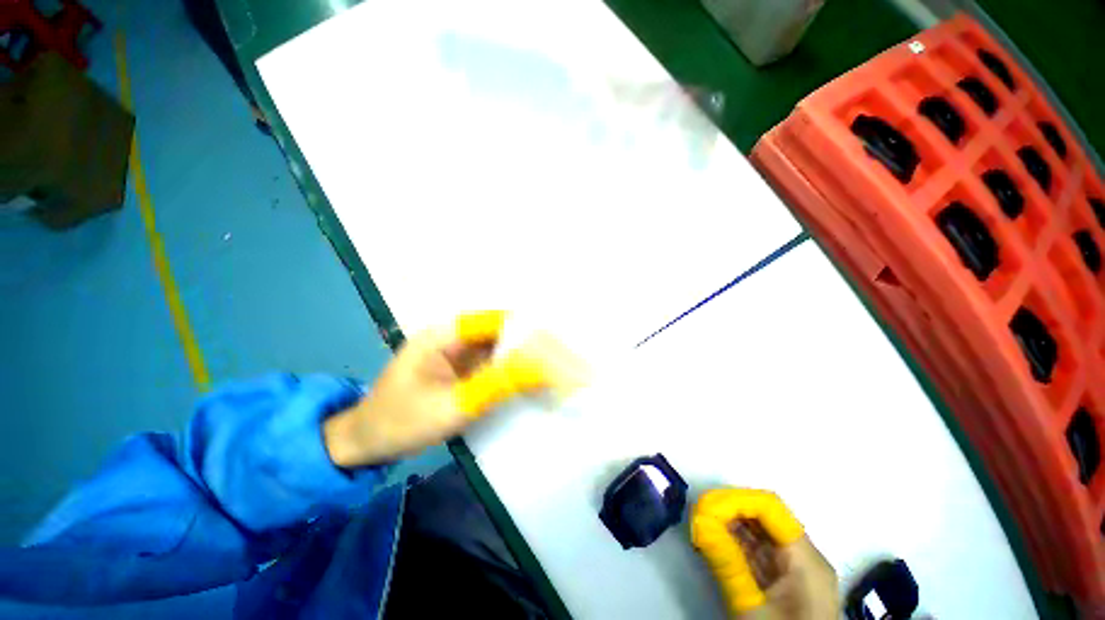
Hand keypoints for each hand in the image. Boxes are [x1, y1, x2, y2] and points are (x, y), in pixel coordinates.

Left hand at [324, 312, 586, 467]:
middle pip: (506, 333)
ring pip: (505, 348)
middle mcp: (457, 335)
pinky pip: (498, 364)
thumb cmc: (399, 422)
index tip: (562, 347)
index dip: (532, 331)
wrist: (366, 443)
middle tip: (569, 363)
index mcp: (447, 333)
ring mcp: (462, 352)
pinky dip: (519, 372)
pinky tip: (539, 382)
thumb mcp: (451, 405)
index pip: (500, 321)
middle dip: (537, 346)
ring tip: (562, 371)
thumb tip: (541, 367)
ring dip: (531, 359)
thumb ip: (497, 383)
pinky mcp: (466, 369)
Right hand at [692, 489, 838, 619]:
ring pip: (759, 533)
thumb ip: (727, 563)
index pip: (769, 507)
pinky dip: (735, 544)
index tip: (705, 505)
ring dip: (729, 526)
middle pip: (764, 517)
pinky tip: (715, 543)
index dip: (735, 499)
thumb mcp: (753, 607)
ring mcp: (796, 570)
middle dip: (729, 510)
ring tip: (701, 527)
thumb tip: (699, 522)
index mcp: (806, 559)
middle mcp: (804, 557)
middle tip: (698, 515)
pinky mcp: (785, 582)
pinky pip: (759, 552)